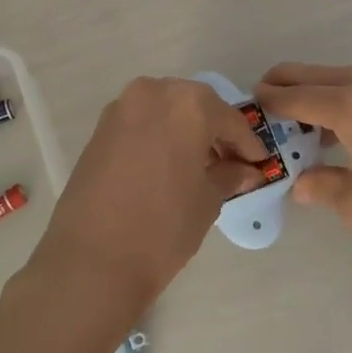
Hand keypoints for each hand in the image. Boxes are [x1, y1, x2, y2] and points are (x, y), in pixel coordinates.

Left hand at [24, 77, 269, 324]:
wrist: (92, 259)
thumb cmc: (163, 227)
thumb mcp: (207, 201)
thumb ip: (228, 176)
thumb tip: (244, 170)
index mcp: (188, 104)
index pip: (229, 120)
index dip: (247, 144)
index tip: (259, 164)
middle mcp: (153, 93)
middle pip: (195, 106)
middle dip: (214, 132)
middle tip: (229, 163)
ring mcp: (121, 108)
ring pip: (166, 110)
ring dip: (185, 131)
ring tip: (198, 167)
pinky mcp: (99, 128)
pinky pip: (141, 122)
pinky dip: (159, 136)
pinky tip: (167, 166)